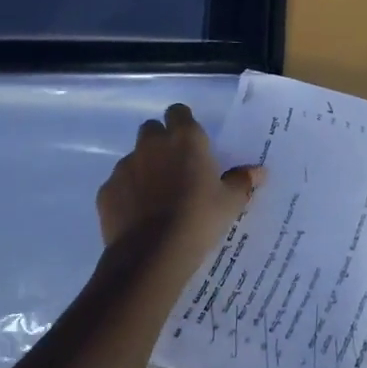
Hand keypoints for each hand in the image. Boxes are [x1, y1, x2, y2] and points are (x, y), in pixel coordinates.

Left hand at [96, 103, 263, 269]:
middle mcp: (152, 144)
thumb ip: (242, 181)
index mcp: (185, 138)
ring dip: (143, 169)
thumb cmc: (198, 219)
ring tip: (156, 198)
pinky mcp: (106, 191)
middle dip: (160, 143)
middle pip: (152, 130)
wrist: (151, 256)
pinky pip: (118, 185)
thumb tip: (259, 172)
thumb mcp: (230, 203)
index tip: (191, 143)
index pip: (178, 112)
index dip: (183, 124)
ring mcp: (125, 166)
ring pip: (134, 158)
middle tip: (175, 168)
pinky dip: (127, 194)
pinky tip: (137, 216)